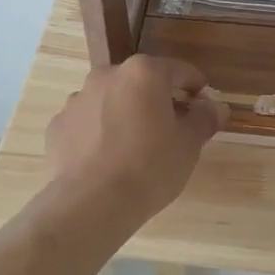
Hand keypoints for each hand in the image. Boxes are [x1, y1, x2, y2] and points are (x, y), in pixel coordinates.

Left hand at [44, 56, 227, 220]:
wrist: (91, 203)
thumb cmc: (150, 167)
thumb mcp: (189, 144)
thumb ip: (204, 119)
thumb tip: (217, 107)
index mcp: (144, 73)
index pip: (180, 71)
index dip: (196, 88)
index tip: (203, 108)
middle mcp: (107, 75)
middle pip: (141, 83)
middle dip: (157, 101)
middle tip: (171, 131)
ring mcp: (77, 99)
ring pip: (111, 101)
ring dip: (125, 115)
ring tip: (134, 149)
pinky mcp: (58, 125)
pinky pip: (87, 123)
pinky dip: (98, 134)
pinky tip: (106, 161)